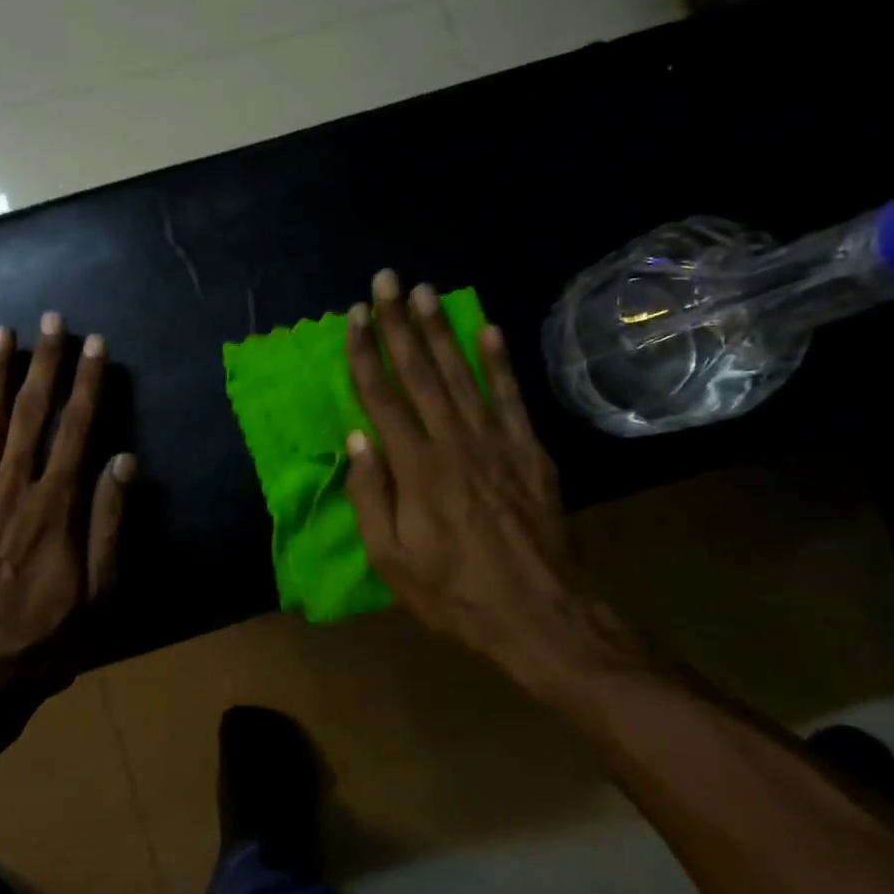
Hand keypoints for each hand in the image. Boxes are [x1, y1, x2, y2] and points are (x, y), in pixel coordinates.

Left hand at [0, 312, 133, 744]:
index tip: (97, 346)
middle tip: (50, 320)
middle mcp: (12, 489)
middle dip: (43, 364)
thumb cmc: (43, 642)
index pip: (77, 430)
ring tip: (2, 333)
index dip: (90, 385)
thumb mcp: (97, 594)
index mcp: (55, 508)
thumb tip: (123, 462)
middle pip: (30, 414)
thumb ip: (109, 524)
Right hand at [343, 270, 643, 694]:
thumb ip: (371, 495)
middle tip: (387, 280)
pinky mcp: (530, 451)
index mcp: (416, 468)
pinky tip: (487, 329)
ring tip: (425, 291)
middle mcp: (454, 442)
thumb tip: (356, 439)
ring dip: (441, 330)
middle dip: (400, 325)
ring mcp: (497, 442)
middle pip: (421, 373)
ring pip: (462, 374)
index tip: (356, 316)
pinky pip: (511, 397)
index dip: (367, 353)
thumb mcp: (391, 558)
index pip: (382, 397)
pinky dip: (499, 361)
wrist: (537, 613)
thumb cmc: (452, 591)